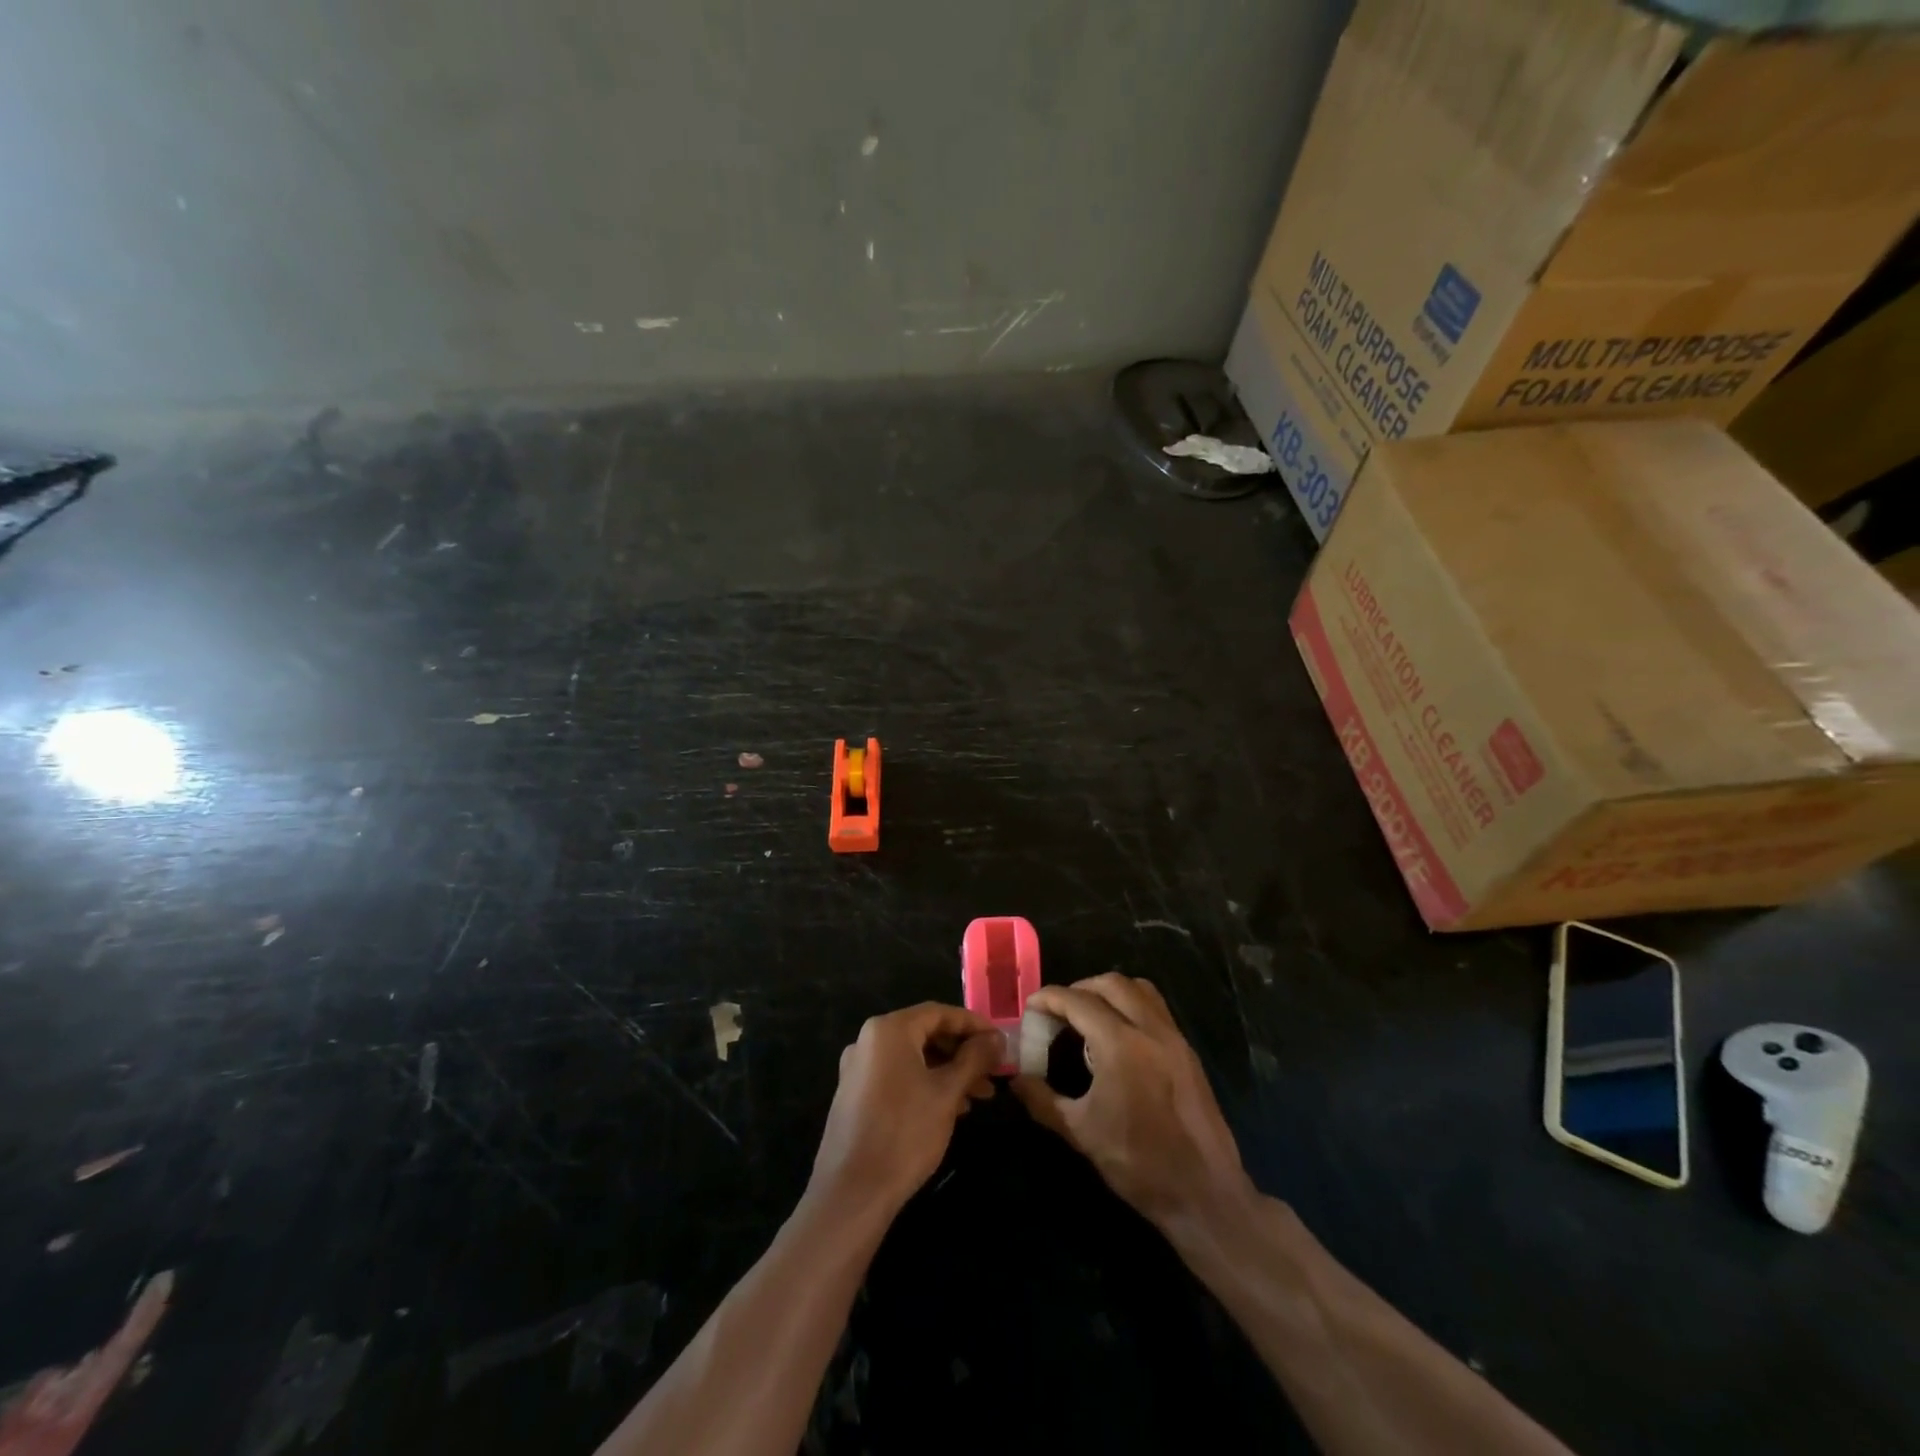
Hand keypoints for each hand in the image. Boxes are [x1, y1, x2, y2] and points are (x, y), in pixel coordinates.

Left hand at [808, 1002, 1002, 1215]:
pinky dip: (926, 1084)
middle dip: (962, 1052)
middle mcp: (869, 1040)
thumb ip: (974, 1059)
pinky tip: (949, 1109)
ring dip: (947, 1071)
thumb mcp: (947, 1093)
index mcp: (889, 1030)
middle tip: (992, 1073)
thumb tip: (997, 1039)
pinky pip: (898, 1076)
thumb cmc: (904, 1133)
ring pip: (913, 1058)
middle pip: (925, 1034)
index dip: (973, 1024)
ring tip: (978, 1097)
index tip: (999, 1042)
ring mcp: (858, 1068)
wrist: (851, 1193)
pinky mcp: (855, 1095)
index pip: (939, 1013)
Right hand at [1012, 974, 1253, 1230]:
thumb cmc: (1138, 1163)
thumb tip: (1016, 1080)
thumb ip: (1043, 1100)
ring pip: (1140, 989)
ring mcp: (1174, 1038)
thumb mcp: (1081, 1132)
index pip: (1078, 1002)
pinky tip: (1120, 1036)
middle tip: (1059, 1010)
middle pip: (1111, 984)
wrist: (1204, 1193)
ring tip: (1089, 1015)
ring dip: (1110, 992)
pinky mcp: (1188, 1052)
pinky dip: (1133, 1006)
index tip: (1031, 1006)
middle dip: (1080, 988)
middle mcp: (1150, 1029)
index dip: (1050, 998)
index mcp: (1121, 1044)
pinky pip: (1157, 1009)